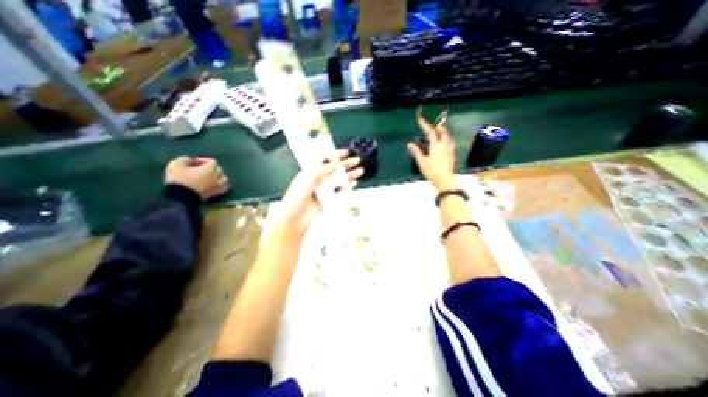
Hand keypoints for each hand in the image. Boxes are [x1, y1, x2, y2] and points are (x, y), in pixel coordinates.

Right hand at [162, 155, 227, 199]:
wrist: (181, 198)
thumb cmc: (180, 180)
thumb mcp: (176, 165)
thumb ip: (184, 159)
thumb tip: (189, 159)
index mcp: (210, 169)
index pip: (212, 161)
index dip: (203, 160)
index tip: (194, 162)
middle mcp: (218, 177)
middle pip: (219, 170)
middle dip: (211, 168)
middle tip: (201, 170)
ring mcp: (218, 186)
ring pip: (224, 179)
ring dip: (218, 177)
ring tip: (210, 178)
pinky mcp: (216, 194)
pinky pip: (223, 188)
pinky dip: (221, 186)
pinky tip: (213, 186)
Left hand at [275, 149, 360, 234]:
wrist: (295, 219)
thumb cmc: (297, 197)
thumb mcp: (308, 179)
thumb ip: (323, 170)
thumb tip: (337, 164)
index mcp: (310, 172)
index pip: (324, 160)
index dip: (335, 155)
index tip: (346, 152)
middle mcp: (318, 180)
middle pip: (334, 170)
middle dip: (346, 164)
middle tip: (357, 160)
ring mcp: (324, 190)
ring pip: (339, 180)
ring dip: (349, 175)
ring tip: (361, 171)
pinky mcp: (329, 200)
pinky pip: (340, 192)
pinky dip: (347, 187)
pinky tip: (354, 183)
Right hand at [407, 107, 456, 189]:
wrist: (445, 180)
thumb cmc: (432, 171)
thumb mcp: (422, 162)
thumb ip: (416, 152)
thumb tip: (409, 144)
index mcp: (435, 145)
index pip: (430, 132)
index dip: (425, 125)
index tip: (420, 119)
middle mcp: (444, 145)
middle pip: (443, 133)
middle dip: (438, 128)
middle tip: (435, 126)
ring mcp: (450, 151)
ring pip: (448, 138)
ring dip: (444, 134)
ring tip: (441, 134)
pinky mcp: (452, 156)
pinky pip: (451, 144)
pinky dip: (447, 141)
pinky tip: (446, 145)